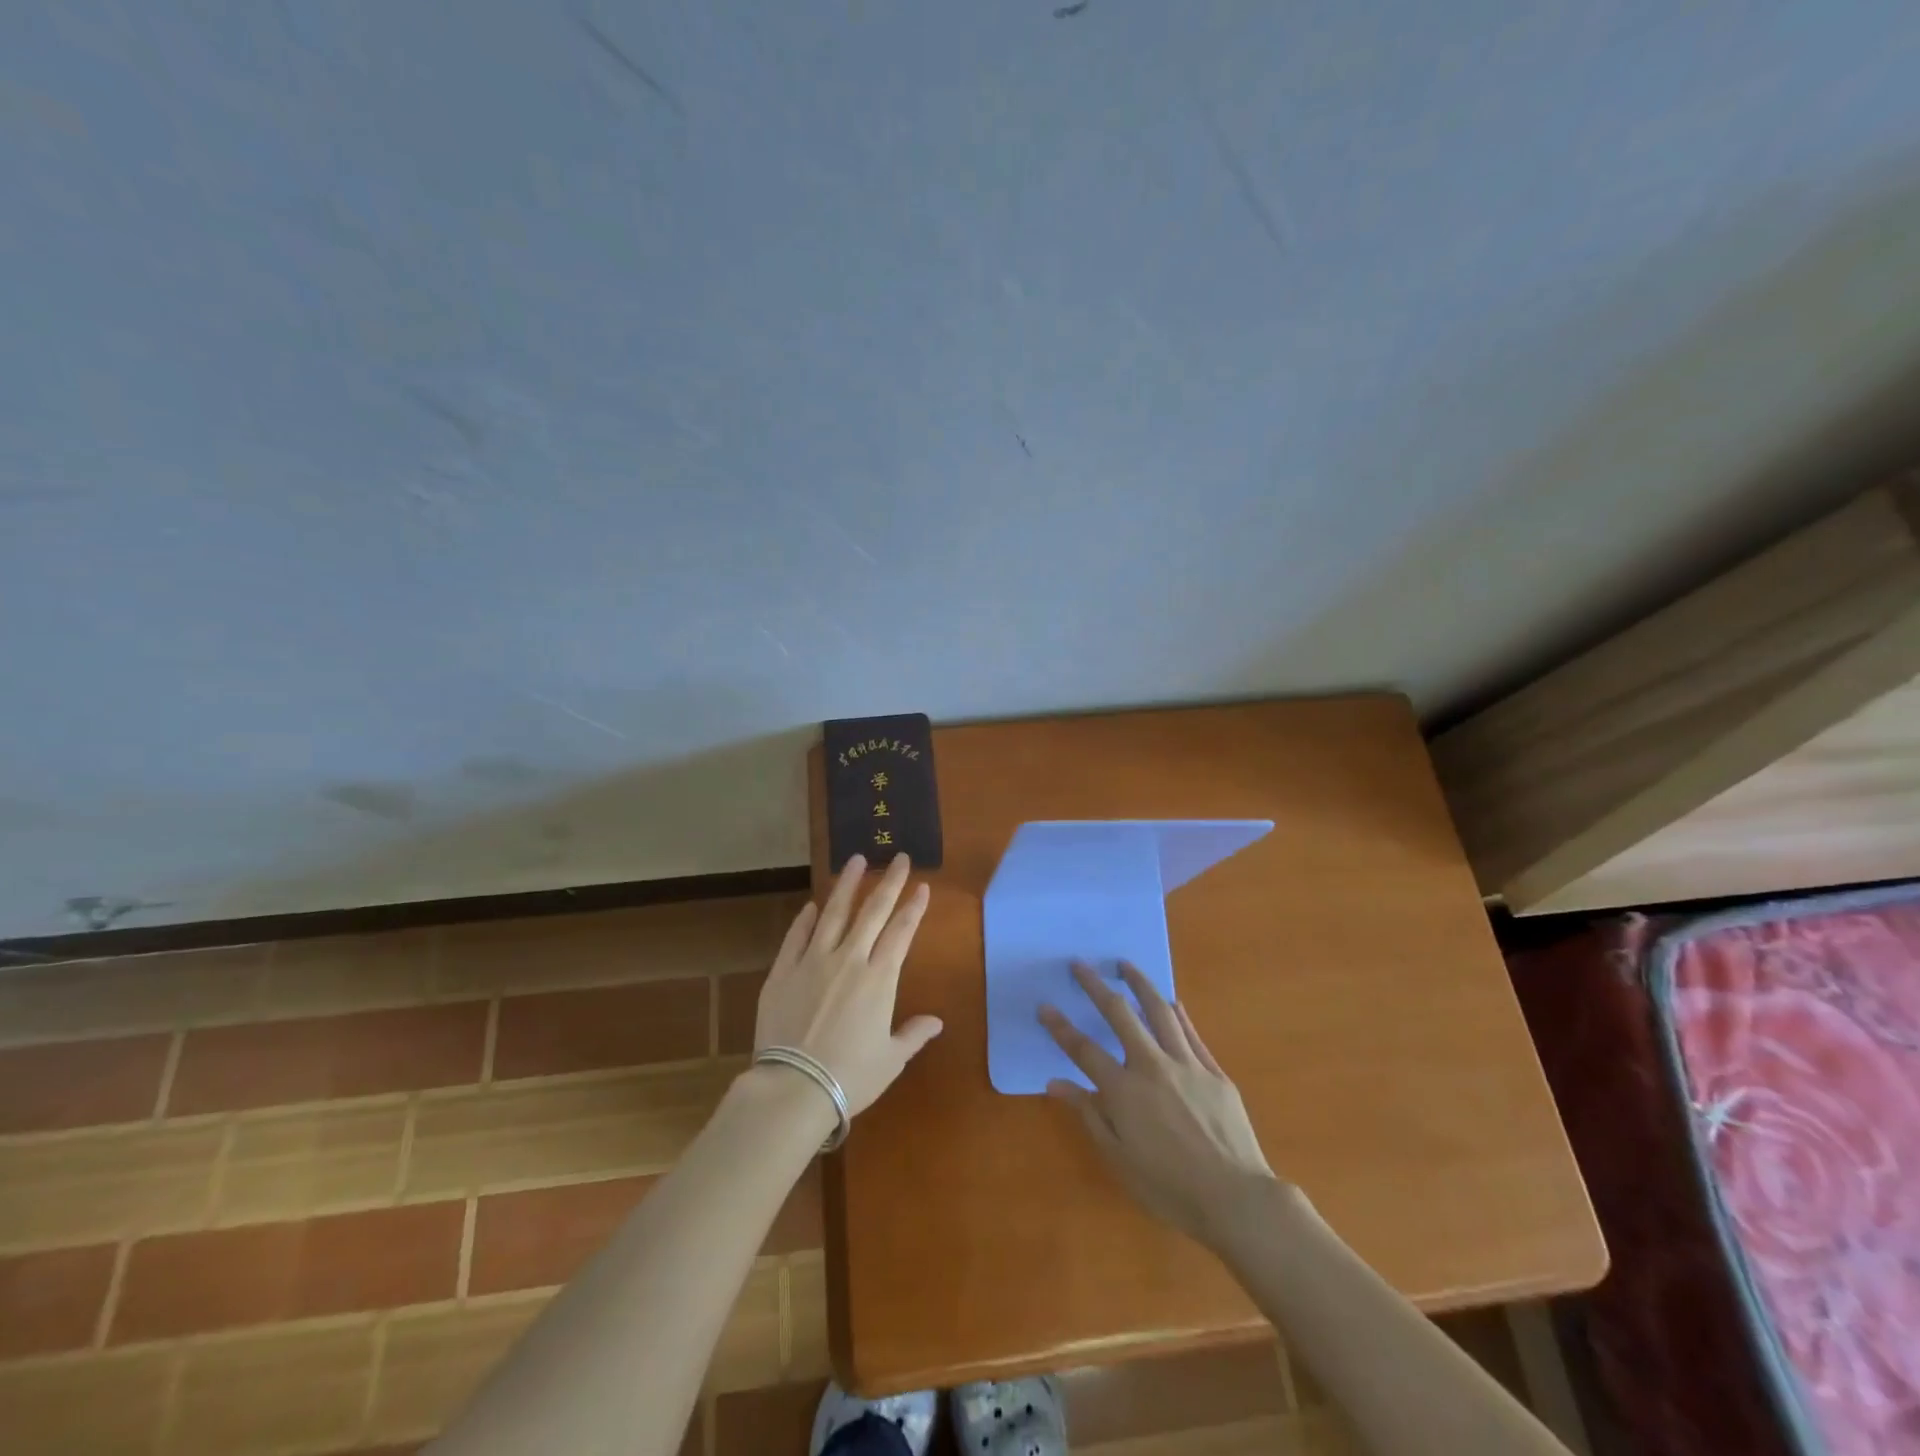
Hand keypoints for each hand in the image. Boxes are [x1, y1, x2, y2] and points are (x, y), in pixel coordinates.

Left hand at [754, 854, 941, 1115]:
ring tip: (856, 860)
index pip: (901, 932)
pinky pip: (796, 937)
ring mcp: (812, 961)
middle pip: (872, 912)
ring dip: (847, 885)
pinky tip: (812, 905)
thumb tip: (936, 1022)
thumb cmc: (850, 1077)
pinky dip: (805, 919)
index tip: (922, 886)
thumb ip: (913, 1035)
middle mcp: (848, 959)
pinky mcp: (782, 971)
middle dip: (889, 882)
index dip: (913, 907)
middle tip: (899, 857)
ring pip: (833, 913)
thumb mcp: (891, 1060)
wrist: (794, 1088)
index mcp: (879, 979)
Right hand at [1040, 961, 1275, 1246]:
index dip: (1061, 1027)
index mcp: (1124, 1090)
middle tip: (1081, 965)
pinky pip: (1192, 1034)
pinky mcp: (1215, 1072)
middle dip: (1096, 986)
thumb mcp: (1119, 1159)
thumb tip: (1055, 1084)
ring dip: (1140, 984)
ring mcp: (1187, 1065)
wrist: (1237, 1198)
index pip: (1084, 1050)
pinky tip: (1172, 1001)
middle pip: (1120, 1015)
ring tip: (1125, 964)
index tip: (1045, 1006)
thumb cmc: (1170, 1188)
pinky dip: (1179, 1014)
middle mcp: (1152, 1066)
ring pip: (1160, 1012)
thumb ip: (1089, 1115)